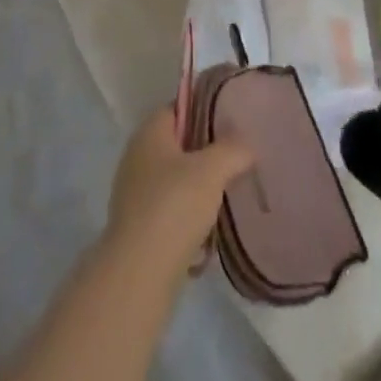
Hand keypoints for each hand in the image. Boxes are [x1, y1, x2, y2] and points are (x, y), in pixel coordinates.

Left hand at [106, 109, 252, 276]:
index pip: (178, 107)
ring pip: (174, 180)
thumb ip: (233, 150)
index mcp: (150, 133)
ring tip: (228, 196)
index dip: (204, 110)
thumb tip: (246, 144)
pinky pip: (169, 211)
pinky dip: (188, 217)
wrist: (139, 273)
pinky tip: (209, 231)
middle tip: (236, 159)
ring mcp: (134, 193)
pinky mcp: (138, 227)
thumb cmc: (174, 206)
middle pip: (177, 144)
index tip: (231, 122)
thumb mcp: (212, 170)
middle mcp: (137, 157)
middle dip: (205, 153)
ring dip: (198, 188)